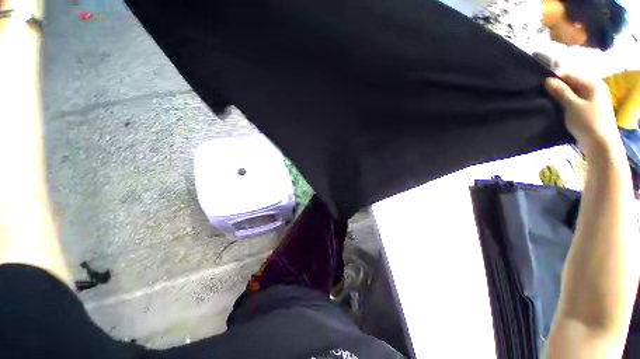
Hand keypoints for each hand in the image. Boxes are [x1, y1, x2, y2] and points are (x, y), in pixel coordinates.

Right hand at [545, 74, 621, 156]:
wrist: (600, 144)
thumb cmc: (588, 122)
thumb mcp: (572, 105)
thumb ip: (560, 92)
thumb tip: (547, 80)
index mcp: (592, 84)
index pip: (570, 74)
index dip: (555, 79)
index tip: (541, 86)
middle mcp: (594, 89)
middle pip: (572, 83)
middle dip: (558, 88)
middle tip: (543, 95)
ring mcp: (592, 100)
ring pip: (572, 93)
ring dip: (561, 97)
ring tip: (548, 102)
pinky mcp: (589, 109)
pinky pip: (575, 101)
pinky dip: (566, 103)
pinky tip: (558, 108)